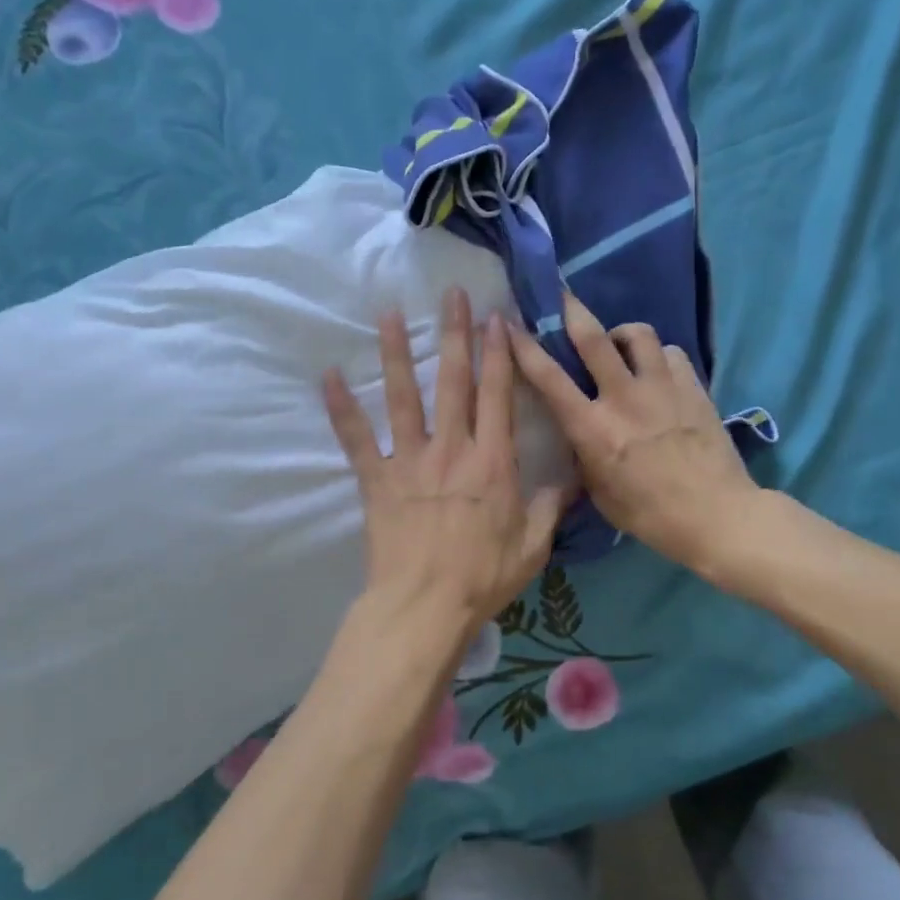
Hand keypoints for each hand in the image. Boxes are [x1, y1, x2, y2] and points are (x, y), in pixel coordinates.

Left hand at [323, 288, 567, 667]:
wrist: (425, 606)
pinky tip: (328, 376)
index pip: (497, 394)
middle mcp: (451, 448)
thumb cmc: (482, 577)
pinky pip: (356, 438)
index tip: (496, 317)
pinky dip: (341, 408)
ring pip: (403, 396)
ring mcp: (410, 460)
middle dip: (455, 333)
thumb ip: (551, 507)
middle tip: (452, 294)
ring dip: (397, 353)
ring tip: (389, 314)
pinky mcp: (376, 479)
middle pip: (454, 381)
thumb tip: (572, 479)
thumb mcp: (533, 545)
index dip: (498, 353)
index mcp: (492, 460)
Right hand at [507, 292, 764, 575]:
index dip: (524, 348)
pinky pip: (671, 353)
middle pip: (593, 337)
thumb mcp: (600, 493)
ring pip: (638, 334)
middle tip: (562, 296)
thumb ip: (584, 455)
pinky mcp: (693, 388)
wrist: (718, 516)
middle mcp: (624, 399)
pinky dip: (659, 356)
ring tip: (621, 346)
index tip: (509, 325)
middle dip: (572, 309)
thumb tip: (578, 431)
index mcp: (594, 430)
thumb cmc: (651, 515)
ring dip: (622, 333)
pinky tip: (658, 373)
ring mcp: (662, 388)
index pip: (549, 379)